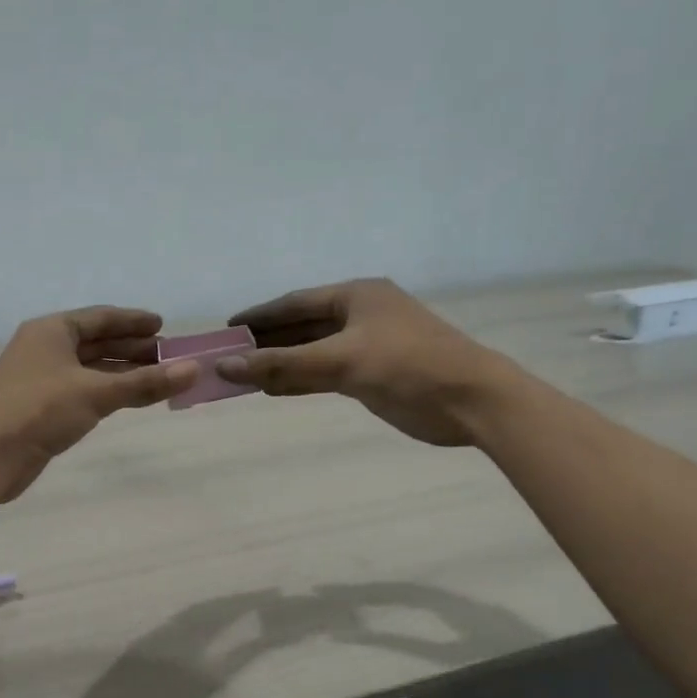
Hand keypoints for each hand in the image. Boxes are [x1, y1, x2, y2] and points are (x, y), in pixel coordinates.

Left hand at [0, 306, 197, 501]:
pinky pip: (81, 391)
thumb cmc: (38, 410)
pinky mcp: (40, 409)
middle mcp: (44, 349)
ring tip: (156, 377)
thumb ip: (144, 383)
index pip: (100, 317)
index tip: (163, 326)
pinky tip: (126, 398)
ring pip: (89, 369)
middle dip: (131, 348)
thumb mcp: (95, 393)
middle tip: (168, 356)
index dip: (133, 321)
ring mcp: (40, 379)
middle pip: (95, 342)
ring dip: (121, 371)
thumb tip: (193, 369)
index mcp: (52, 331)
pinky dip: (106, 392)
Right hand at [216, 278, 510, 445]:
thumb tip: (225, 366)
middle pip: (302, 326)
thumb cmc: (408, 366)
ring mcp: (368, 346)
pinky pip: (326, 374)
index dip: (260, 315)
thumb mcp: (341, 361)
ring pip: (313, 353)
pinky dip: (300, 381)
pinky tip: (274, 389)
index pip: (296, 302)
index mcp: (357, 296)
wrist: (471, 401)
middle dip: (267, 342)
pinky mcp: (373, 375)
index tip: (228, 328)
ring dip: (281, 364)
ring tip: (243, 376)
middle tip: (229, 356)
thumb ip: (282, 364)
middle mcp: (360, 315)